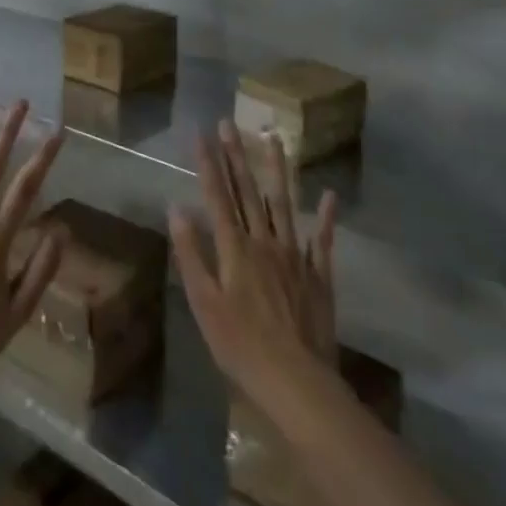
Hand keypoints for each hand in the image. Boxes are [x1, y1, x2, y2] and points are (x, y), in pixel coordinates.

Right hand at [169, 121, 338, 401]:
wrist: (296, 382)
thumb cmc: (240, 346)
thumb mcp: (203, 303)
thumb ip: (191, 253)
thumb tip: (176, 208)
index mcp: (234, 248)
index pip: (217, 196)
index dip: (208, 164)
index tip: (202, 133)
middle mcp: (265, 242)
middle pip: (248, 191)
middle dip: (236, 155)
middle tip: (230, 123)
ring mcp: (295, 256)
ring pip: (284, 204)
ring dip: (277, 170)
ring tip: (274, 139)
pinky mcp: (319, 275)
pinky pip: (323, 240)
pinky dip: (326, 217)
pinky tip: (329, 195)